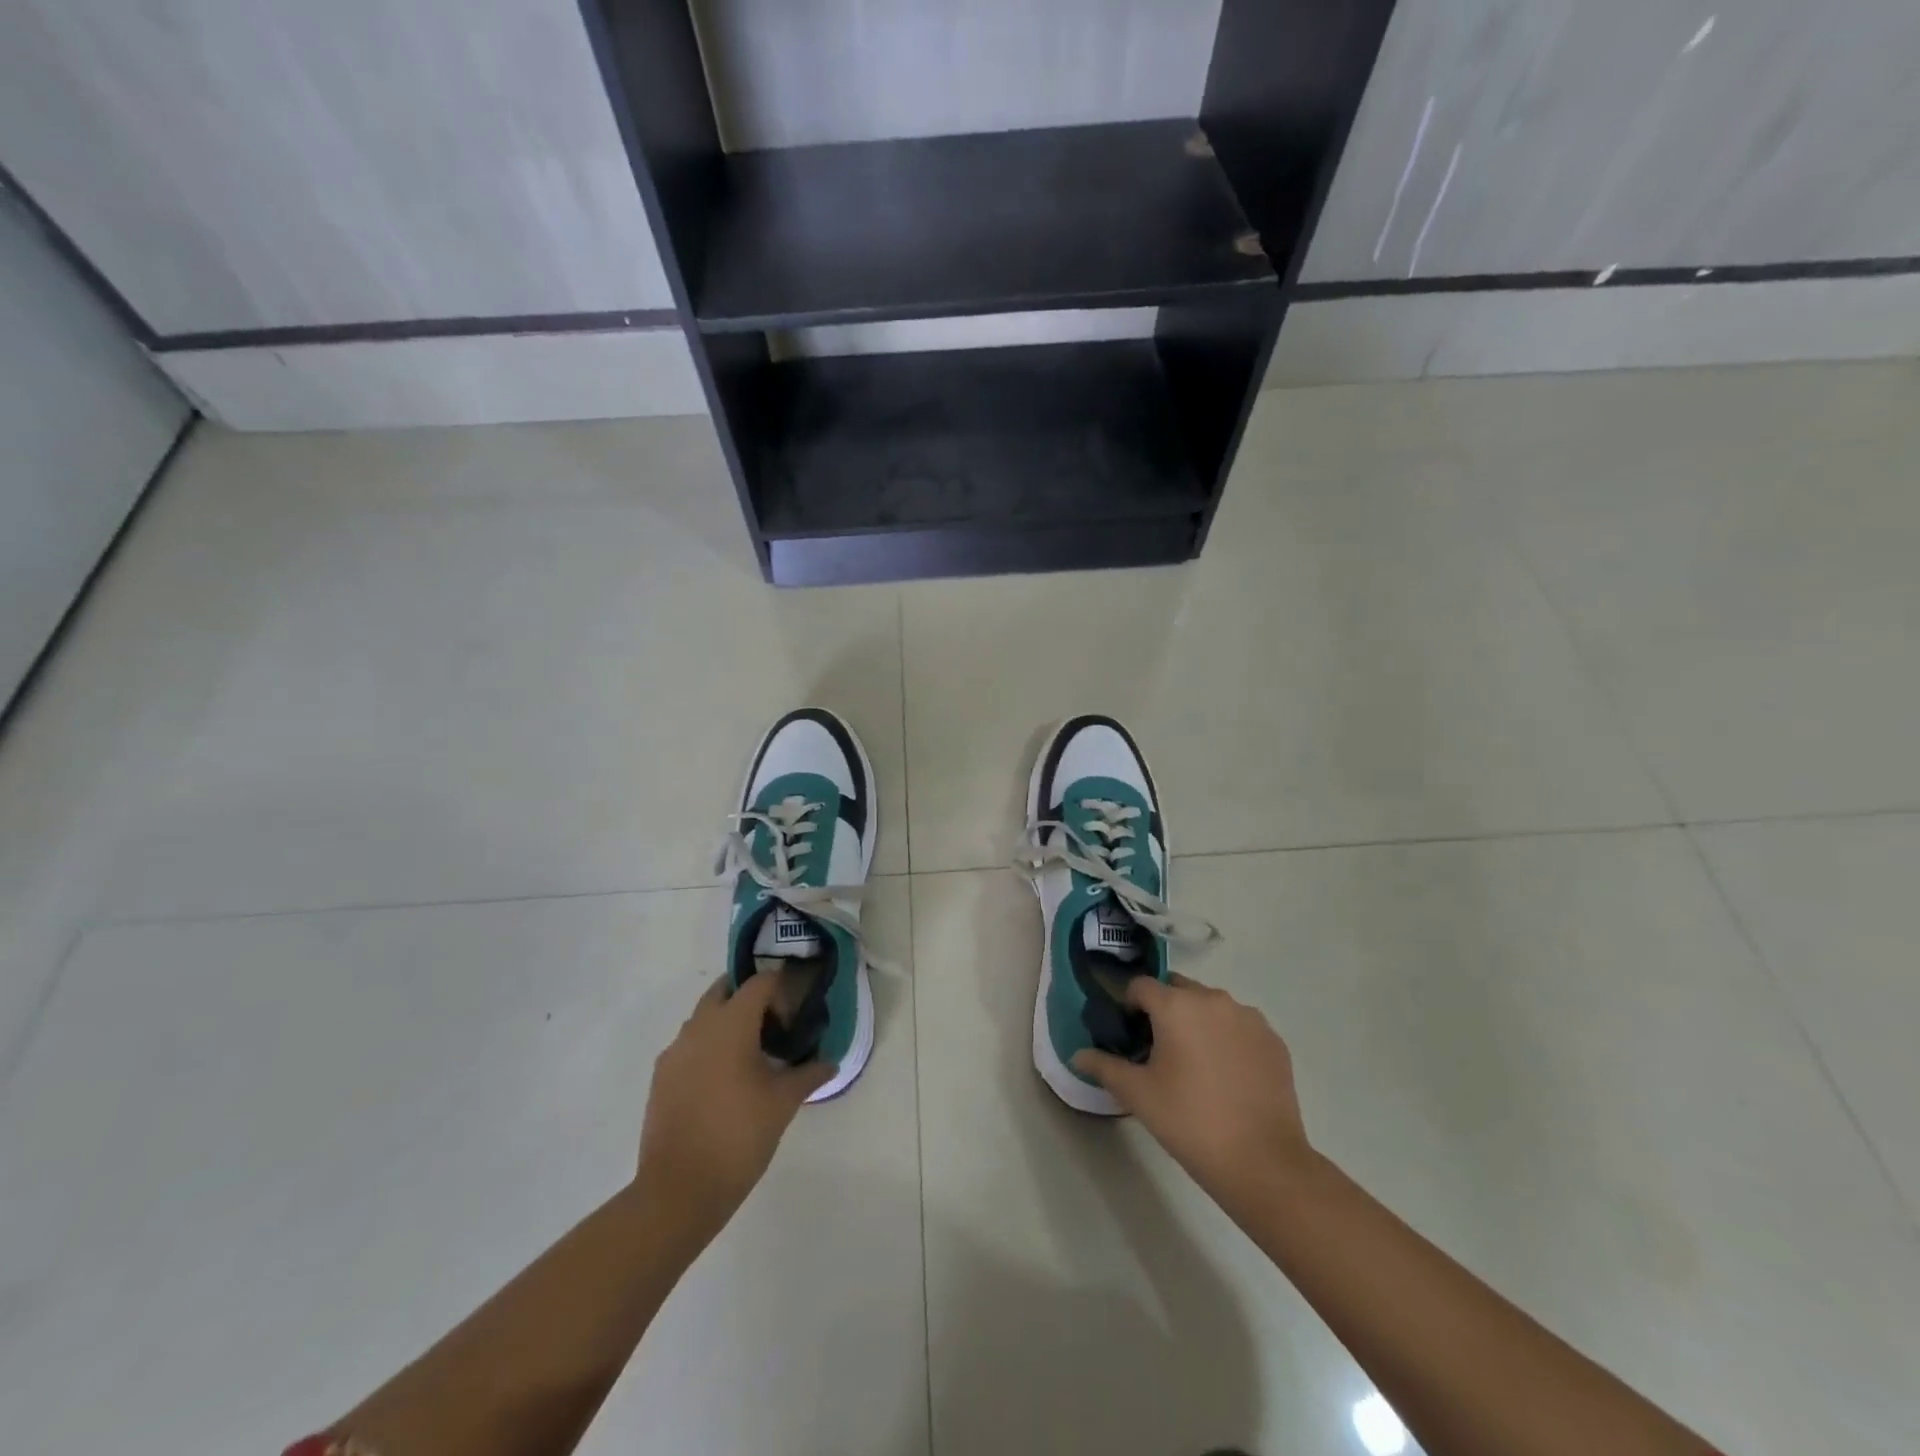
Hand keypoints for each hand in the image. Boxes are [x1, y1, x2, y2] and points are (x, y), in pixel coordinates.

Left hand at [635, 974, 834, 1239]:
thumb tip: (829, 1062)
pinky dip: (709, 1047)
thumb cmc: (738, 1136)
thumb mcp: (783, 1103)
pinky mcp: (661, 1077)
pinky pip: (689, 1045)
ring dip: (728, 1022)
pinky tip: (725, 1081)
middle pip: (725, 990)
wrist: (678, 1191)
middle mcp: (698, 1027)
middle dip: (751, 998)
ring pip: (704, 1017)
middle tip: (775, 1026)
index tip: (796, 1014)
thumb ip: (809, 1074)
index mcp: (731, 1024)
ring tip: (752, 1056)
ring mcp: (675, 1051)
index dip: (782, 989)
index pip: (759, 982)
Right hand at [1073, 974, 1320, 1209]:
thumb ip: (1104, 1066)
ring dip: (1197, 1021)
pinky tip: (1227, 1076)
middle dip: (1163, 1010)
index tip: (1130, 1038)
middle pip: (1177, 989)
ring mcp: (1248, 1017)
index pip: (1140, 986)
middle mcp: (1213, 999)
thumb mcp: (1137, 1095)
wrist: (1262, 1163)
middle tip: (1160, 1051)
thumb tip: (1078, 1055)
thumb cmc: (1190, 1122)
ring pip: (1211, 1006)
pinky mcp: (1273, 1039)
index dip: (1128, 1007)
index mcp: (1176, 1005)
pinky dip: (1228, 1038)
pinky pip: (1239, 1025)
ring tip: (1196, 1065)